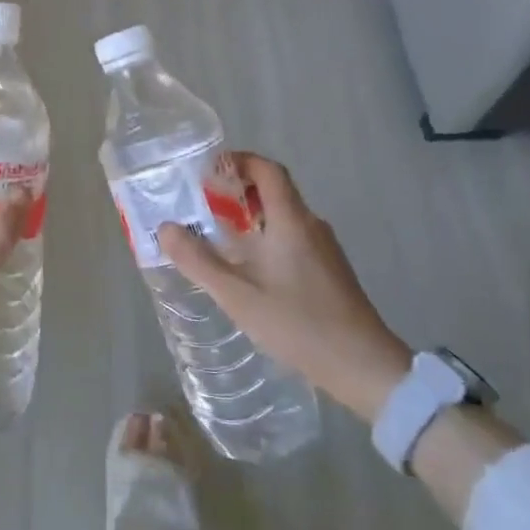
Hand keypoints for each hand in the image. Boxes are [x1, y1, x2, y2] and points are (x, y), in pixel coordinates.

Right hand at [158, 152, 411, 421]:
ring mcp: (324, 249)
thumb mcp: (238, 295)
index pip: (268, 170)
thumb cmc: (298, 324)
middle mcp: (311, 226)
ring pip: (283, 218)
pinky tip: (249, 270)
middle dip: (237, 191)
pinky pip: (292, 239)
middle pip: (274, 192)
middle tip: (202, 205)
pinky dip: (266, 239)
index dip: (239, 161)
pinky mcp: (329, 271)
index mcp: (292, 221)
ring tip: (217, 237)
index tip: (208, 170)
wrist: (364, 367)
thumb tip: (165, 228)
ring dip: (250, 218)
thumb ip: (198, 261)